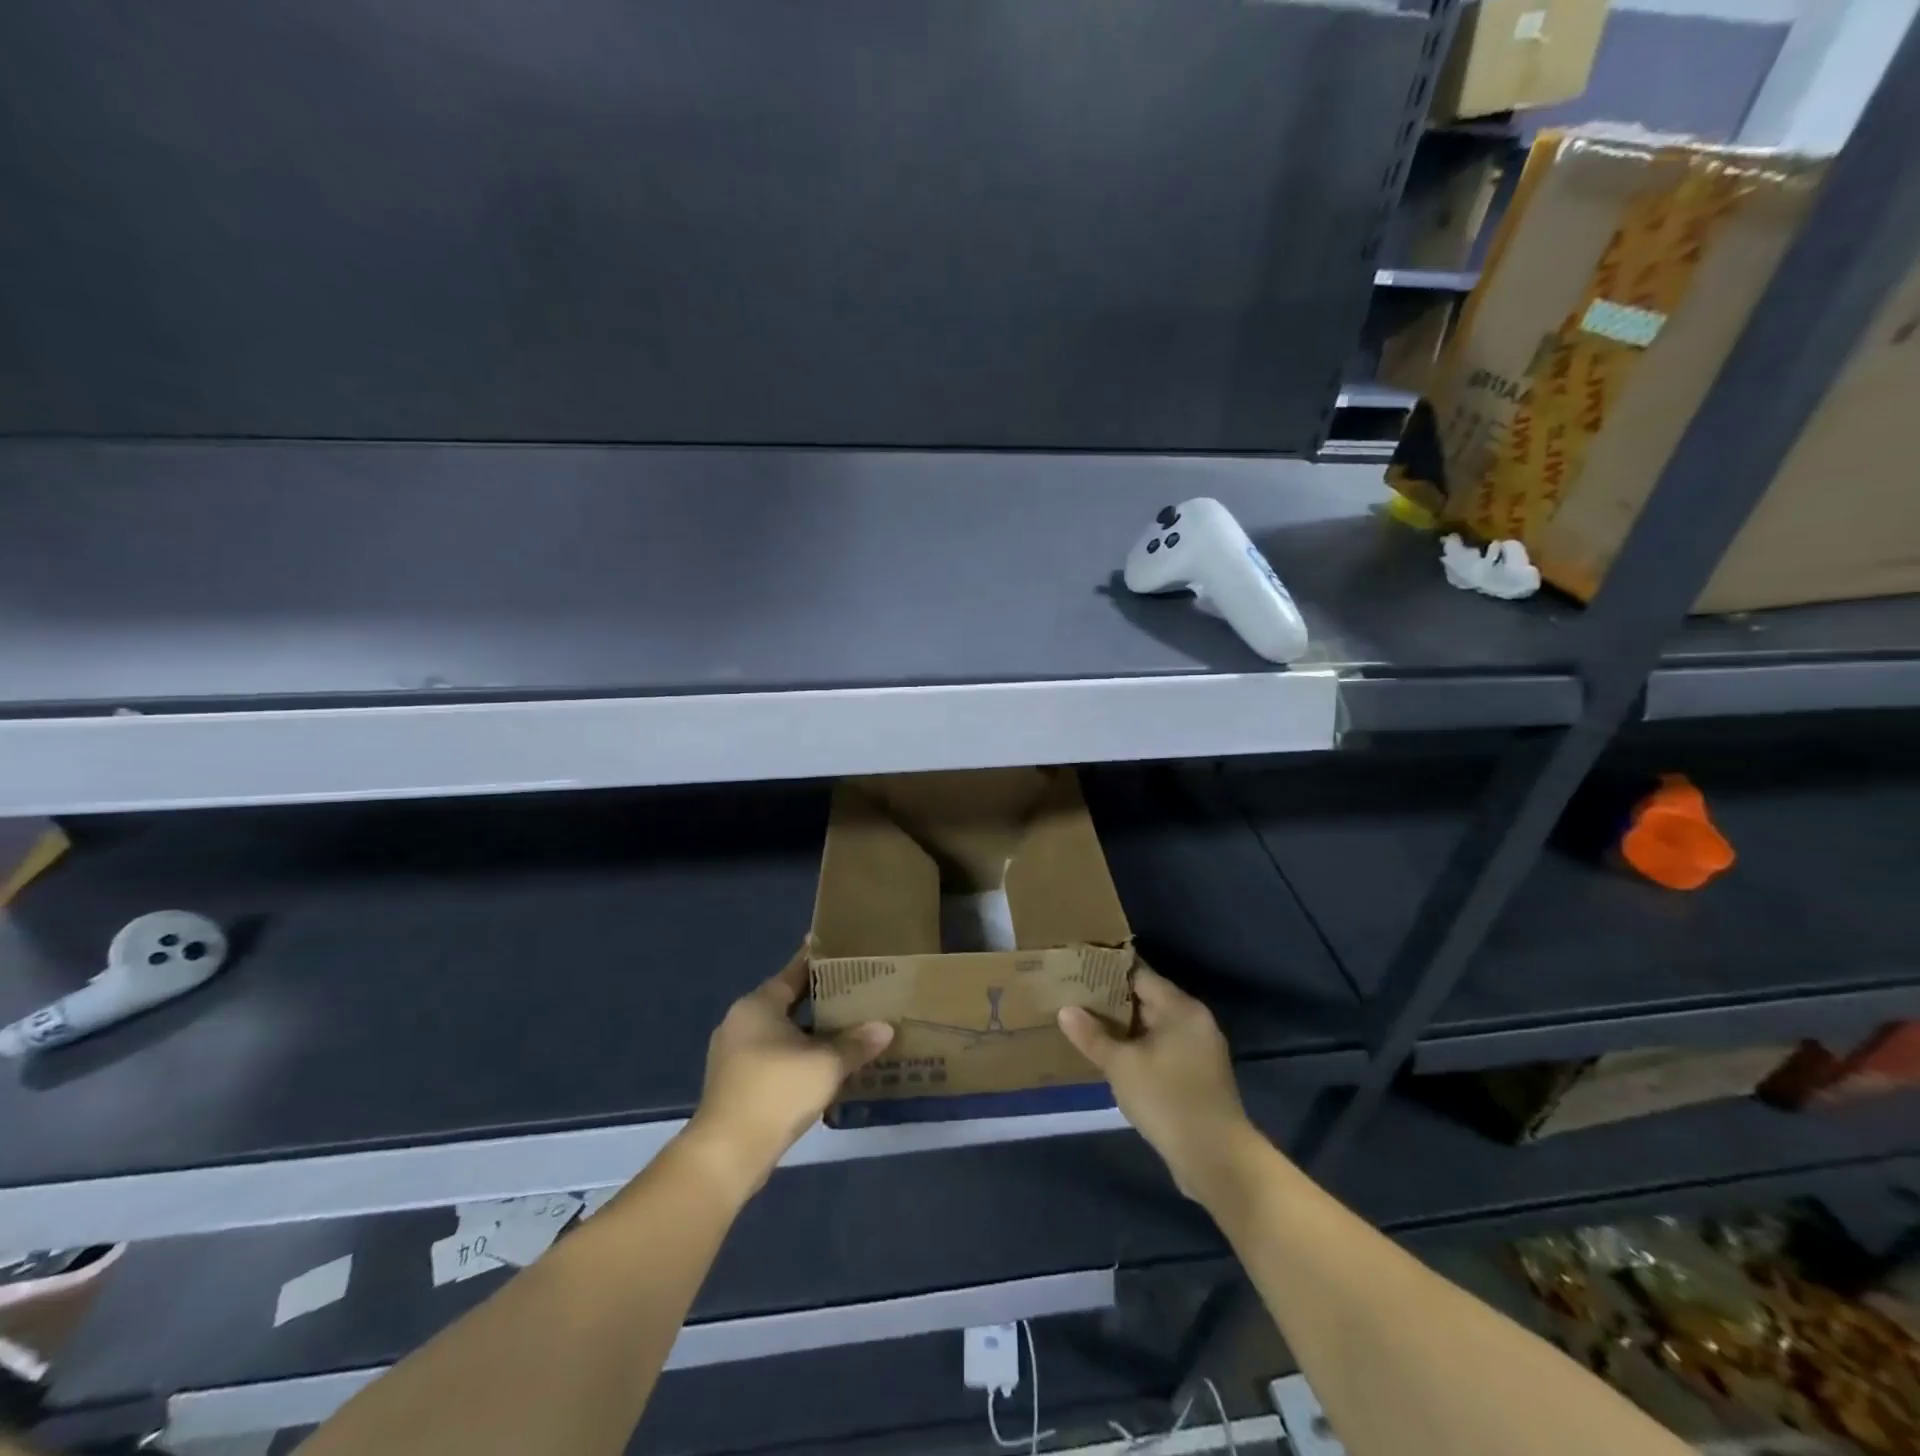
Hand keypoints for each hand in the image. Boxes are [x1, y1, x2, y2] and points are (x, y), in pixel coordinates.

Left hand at [682, 952, 893, 1199]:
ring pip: (779, 1030)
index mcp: (758, 1005)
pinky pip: (772, 1054)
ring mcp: (733, 1052)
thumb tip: (885, 1028)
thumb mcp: (826, 1065)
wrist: (727, 1153)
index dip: (818, 960)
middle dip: (819, 998)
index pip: (794, 971)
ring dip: (808, 1030)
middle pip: (786, 1000)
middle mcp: (741, 1020)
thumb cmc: (776, 1092)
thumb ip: (856, 1043)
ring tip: (844, 1027)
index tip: (840, 949)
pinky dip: (796, 1053)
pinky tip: (821, 1063)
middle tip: (854, 991)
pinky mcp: (735, 1081)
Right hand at [1057, 964, 1258, 1202]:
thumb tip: (1066, 1010)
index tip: (1079, 968)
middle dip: (1112, 1000)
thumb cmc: (1167, 1099)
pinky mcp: (1199, 1075)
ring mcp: (1200, 1049)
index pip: (1139, 974)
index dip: (1107, 971)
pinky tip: (1114, 1057)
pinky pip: (1163, 1048)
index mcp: (1180, 1007)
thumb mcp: (1121, 1066)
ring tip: (1087, 1024)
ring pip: (1154, 1026)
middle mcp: (1194, 1020)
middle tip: (1075, 996)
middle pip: (1147, 998)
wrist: (1216, 1158)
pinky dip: (1140, 1047)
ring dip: (1124, 1027)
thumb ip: (1092, 1036)